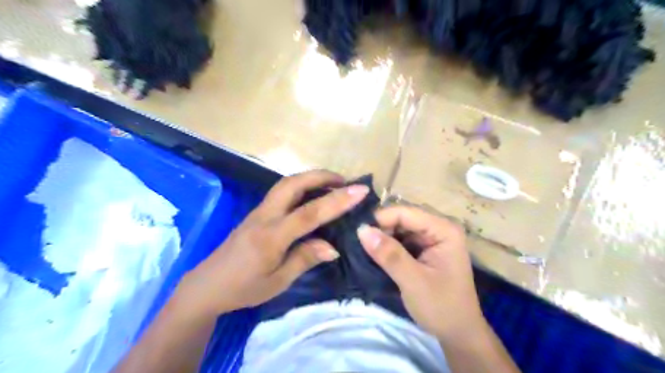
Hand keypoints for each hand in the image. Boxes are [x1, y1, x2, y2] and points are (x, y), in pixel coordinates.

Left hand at [178, 171, 368, 314]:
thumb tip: (332, 247)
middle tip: (345, 181)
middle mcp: (265, 216)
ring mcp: (259, 211)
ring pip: (286, 184)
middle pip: (293, 184)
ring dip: (311, 178)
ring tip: (333, 185)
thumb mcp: (278, 281)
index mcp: (271, 237)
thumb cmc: (243, 288)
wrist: (207, 285)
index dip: (336, 200)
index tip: (360, 190)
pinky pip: (281, 192)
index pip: (309, 213)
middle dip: (321, 176)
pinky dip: (301, 187)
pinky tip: (312, 196)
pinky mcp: (257, 213)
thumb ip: (305, 258)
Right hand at [358, 206, 484, 342]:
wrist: (458, 333)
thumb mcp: (413, 281)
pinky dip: (388, 246)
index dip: (381, 219)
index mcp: (444, 230)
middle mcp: (439, 228)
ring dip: (382, 237)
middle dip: (381, 228)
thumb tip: (361, 230)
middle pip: (402, 218)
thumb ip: (389, 254)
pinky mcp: (424, 249)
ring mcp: (432, 238)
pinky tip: (376, 254)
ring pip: (399, 228)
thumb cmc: (441, 307)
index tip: (358, 233)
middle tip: (358, 243)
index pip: (406, 213)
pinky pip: (401, 239)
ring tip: (363, 248)